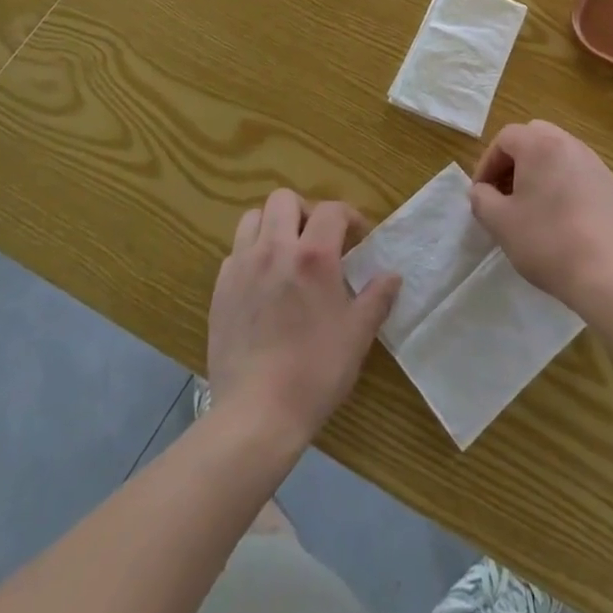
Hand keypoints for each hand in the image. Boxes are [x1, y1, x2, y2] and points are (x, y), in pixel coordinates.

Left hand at [207, 190, 400, 446]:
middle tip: (318, 239)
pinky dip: (251, 255)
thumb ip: (377, 297)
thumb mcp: (358, 334)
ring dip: (272, 225)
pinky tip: (263, 283)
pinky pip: (235, 253)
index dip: (349, 216)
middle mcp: (274, 249)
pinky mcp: (220, 289)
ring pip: (253, 218)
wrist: (256, 413)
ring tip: (287, 252)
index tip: (358, 238)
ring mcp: (242, 267)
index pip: (332, 209)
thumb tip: (392, 275)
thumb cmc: (315, 371)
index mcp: (313, 255)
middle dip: (305, 210)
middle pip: (284, 199)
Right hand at [469, 120, 612, 311]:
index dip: (488, 163)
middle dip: (515, 160)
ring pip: (560, 154)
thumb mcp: (500, 222)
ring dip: (541, 171)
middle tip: (506, 191)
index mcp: (540, 145)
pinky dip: (565, 185)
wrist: (606, 274)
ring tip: (533, 205)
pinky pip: (580, 174)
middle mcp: (570, 145)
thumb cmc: (546, 241)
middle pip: (535, 137)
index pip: (506, 138)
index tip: (482, 192)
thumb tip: (481, 191)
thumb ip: (481, 199)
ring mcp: (596, 164)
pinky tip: (563, 218)